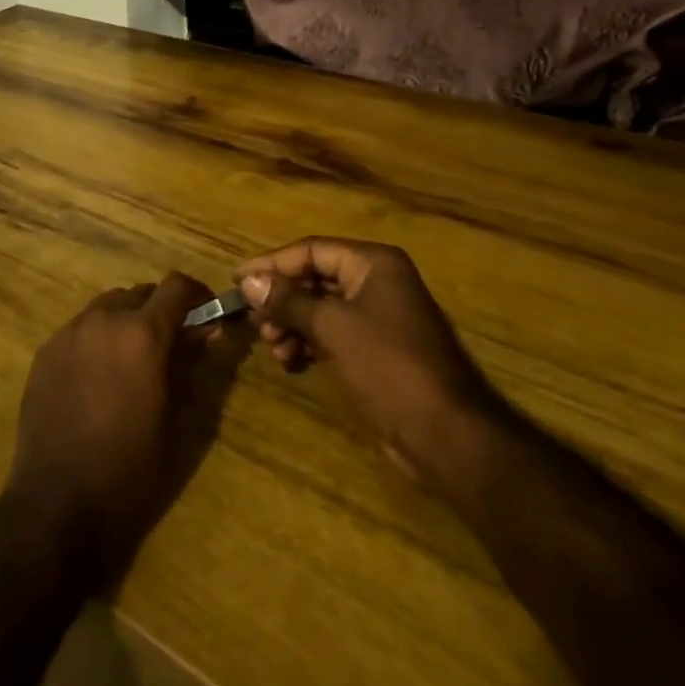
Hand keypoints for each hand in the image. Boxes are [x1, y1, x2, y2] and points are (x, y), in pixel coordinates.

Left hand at [3, 272, 217, 581]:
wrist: (56, 505)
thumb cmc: (129, 469)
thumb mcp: (174, 419)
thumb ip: (189, 364)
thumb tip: (208, 330)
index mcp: (143, 334)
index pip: (177, 286)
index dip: (196, 293)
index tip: (205, 310)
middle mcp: (105, 319)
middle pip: (140, 294)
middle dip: (159, 310)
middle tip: (169, 343)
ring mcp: (70, 332)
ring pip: (107, 307)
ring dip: (126, 321)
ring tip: (130, 360)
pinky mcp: (46, 351)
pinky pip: (80, 329)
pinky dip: (97, 338)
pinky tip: (97, 377)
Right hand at [235, 238, 505, 485]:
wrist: (446, 435)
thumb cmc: (388, 366)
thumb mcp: (332, 327)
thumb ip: (288, 301)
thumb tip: (249, 280)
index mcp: (373, 263)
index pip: (312, 250)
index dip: (272, 264)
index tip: (238, 280)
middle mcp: (378, 281)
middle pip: (316, 278)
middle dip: (283, 300)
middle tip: (257, 324)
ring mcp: (380, 317)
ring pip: (322, 309)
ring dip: (293, 325)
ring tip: (276, 350)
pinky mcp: (378, 349)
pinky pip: (333, 334)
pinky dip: (310, 343)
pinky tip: (291, 363)